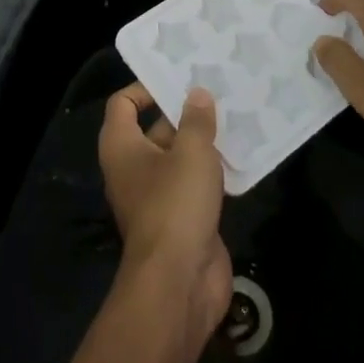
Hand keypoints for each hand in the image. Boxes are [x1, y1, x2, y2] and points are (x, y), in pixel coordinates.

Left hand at [99, 83, 231, 338]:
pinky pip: (195, 183)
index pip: (123, 104)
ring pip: (179, 157)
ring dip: (203, 141)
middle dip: (184, 112)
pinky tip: (242, 154)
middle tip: (218, 90)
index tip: (178, 78)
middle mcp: (134, 169)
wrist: (179, 283)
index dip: (146, 87)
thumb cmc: (175, 205)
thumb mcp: (190, 153)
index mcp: (122, 147)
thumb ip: (196, 120)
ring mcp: (157, 196)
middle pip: (155, 128)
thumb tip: (197, 94)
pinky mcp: (181, 218)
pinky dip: (214, 170)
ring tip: (235, 114)